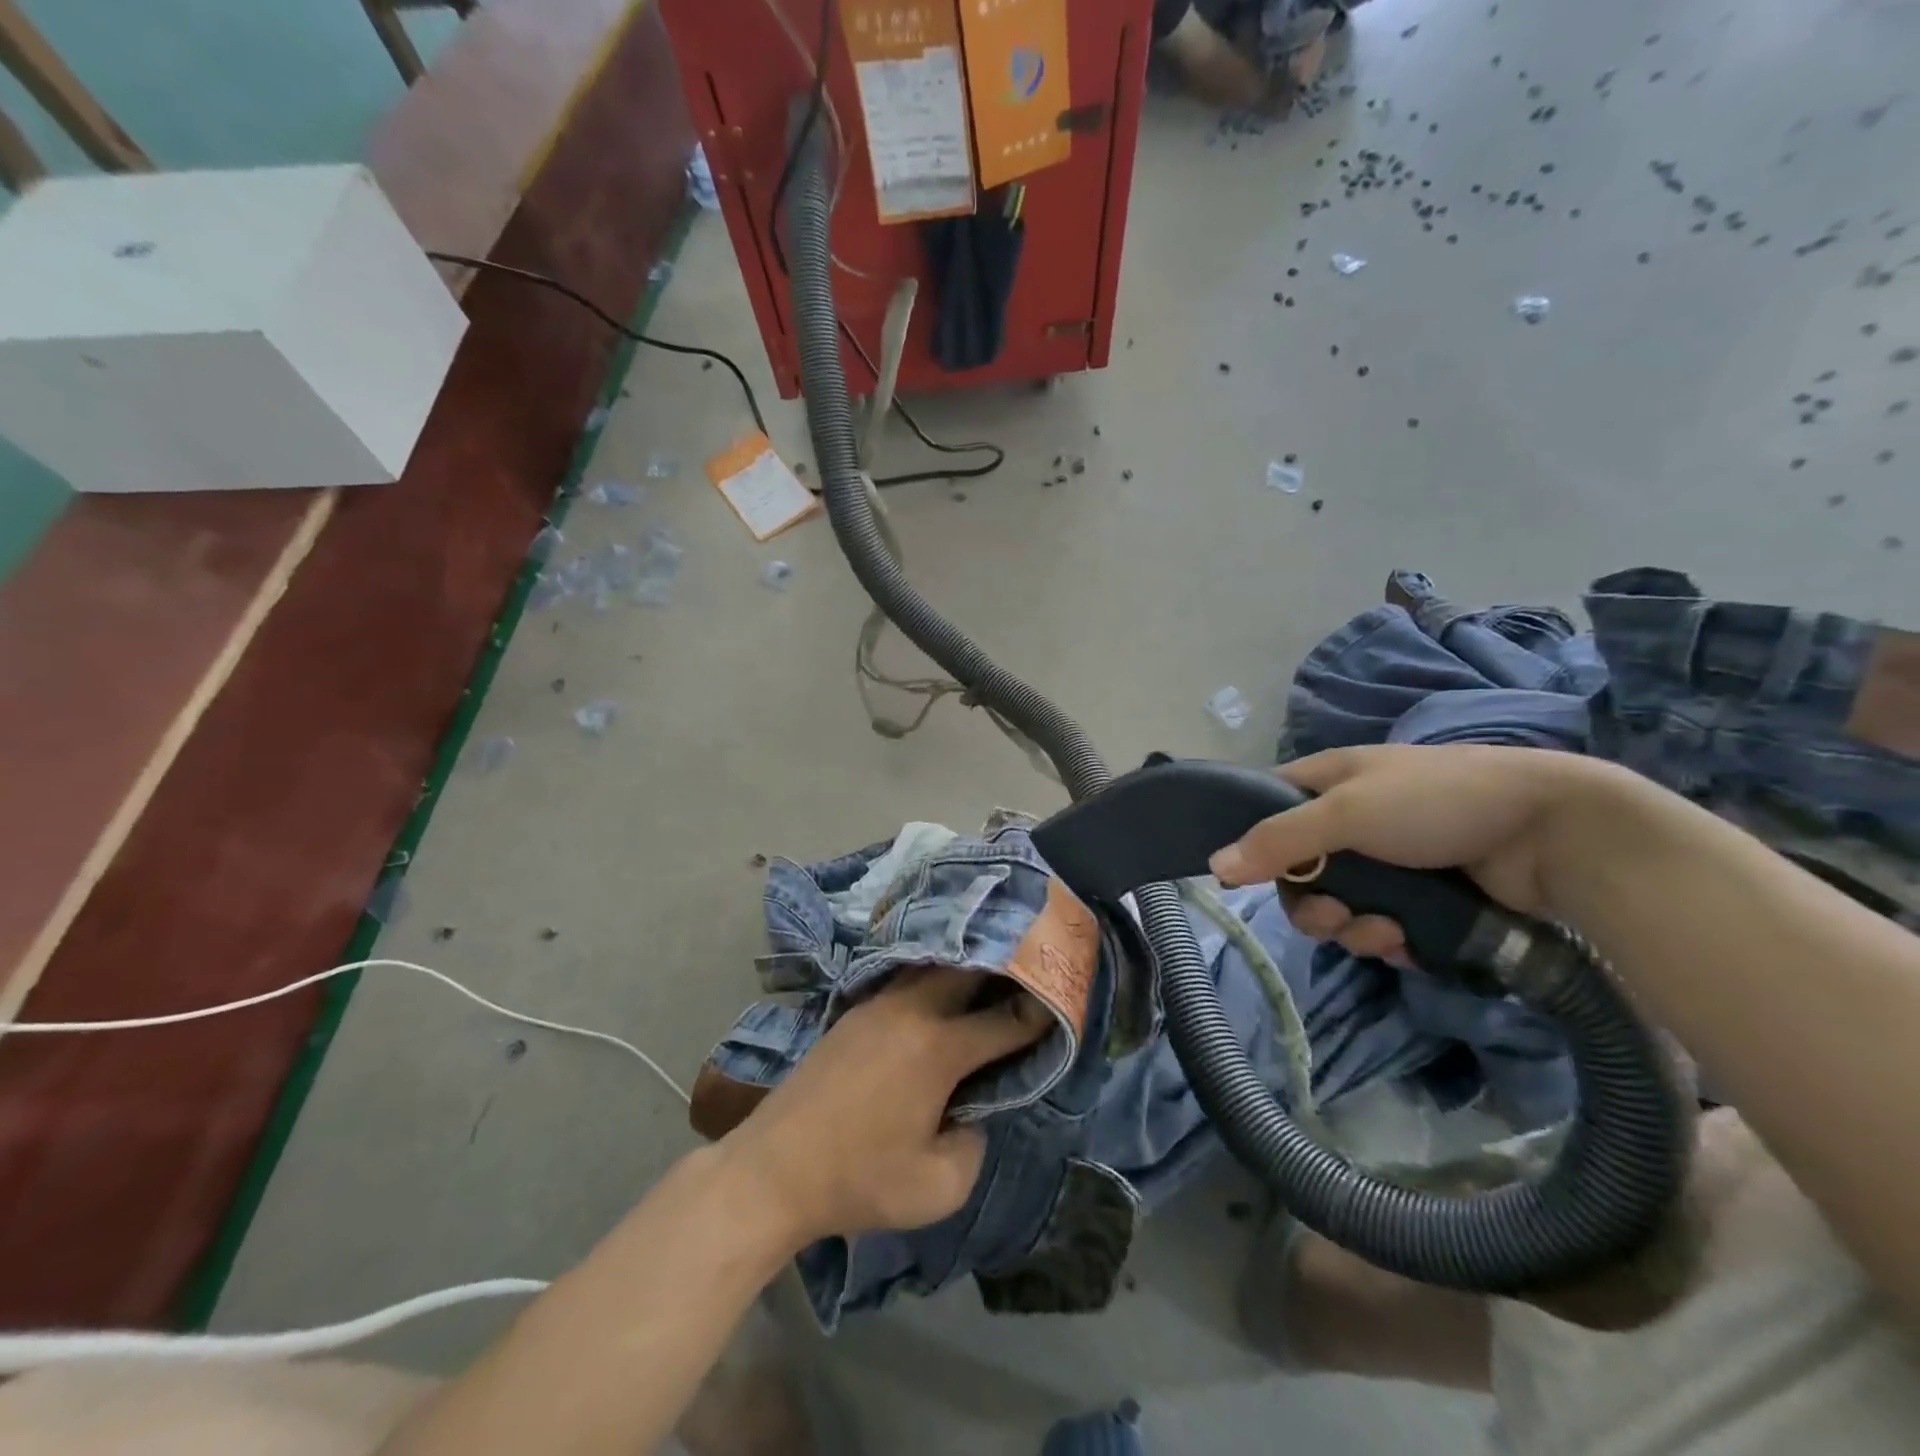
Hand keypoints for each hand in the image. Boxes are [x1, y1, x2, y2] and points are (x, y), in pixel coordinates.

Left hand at [721, 968, 1049, 1246]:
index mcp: (939, 1048)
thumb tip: (972, 1111)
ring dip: (963, 966)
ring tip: (988, 969)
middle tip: (1027, 970)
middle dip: (1002, 967)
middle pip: (968, 969)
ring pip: (932, 967)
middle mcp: (912, 1011)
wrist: (774, 1169)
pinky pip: (904, 979)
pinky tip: (938, 989)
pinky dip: (931, 977)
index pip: (1003, 1022)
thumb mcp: (938, 1187)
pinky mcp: (854, 1012)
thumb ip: (974, 1143)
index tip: (1060, 1005)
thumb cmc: (859, 1180)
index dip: (1037, 1015)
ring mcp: (878, 1005)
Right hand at [1207, 745, 1604, 963]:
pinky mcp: (1423, 900)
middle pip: (1300, 872)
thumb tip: (1215, 866)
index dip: (1254, 840)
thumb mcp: (1347, 812)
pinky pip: (1381, 928)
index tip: (1251, 875)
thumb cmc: (1436, 801)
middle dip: (1311, 903)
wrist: (1552, 833)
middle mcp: (1352, 821)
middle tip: (1333, 917)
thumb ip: (1279, 840)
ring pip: (1340, 907)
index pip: (1268, 809)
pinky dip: (1388, 941)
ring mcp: (1389, 863)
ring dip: (1353, 928)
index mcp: (1330, 782)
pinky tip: (1409, 942)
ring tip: (1385, 933)